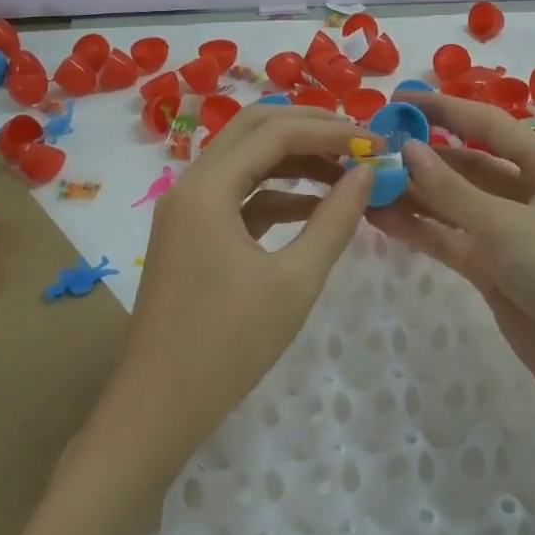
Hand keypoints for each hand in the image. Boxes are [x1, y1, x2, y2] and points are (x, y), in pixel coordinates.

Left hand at [103, 104, 374, 470]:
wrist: (159, 407)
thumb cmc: (228, 345)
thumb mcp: (294, 282)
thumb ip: (334, 220)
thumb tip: (366, 173)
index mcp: (207, 187)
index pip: (275, 133)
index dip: (328, 130)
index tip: (374, 142)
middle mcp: (191, 184)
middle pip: (253, 129)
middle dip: (308, 128)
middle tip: (357, 140)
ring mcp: (188, 209)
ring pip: (246, 159)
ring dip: (294, 158)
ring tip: (345, 170)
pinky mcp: (193, 234)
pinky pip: (239, 194)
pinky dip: (278, 192)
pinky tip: (315, 206)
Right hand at [368, 93, 534, 431]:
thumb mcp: (508, 225)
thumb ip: (452, 189)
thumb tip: (408, 149)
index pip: (487, 126)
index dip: (443, 109)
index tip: (398, 100)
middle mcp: (529, 194)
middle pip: (467, 165)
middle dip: (422, 156)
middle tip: (370, 148)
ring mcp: (510, 235)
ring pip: (454, 205)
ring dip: (414, 195)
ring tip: (365, 183)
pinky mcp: (496, 271)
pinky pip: (451, 240)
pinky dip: (420, 230)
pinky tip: (381, 219)